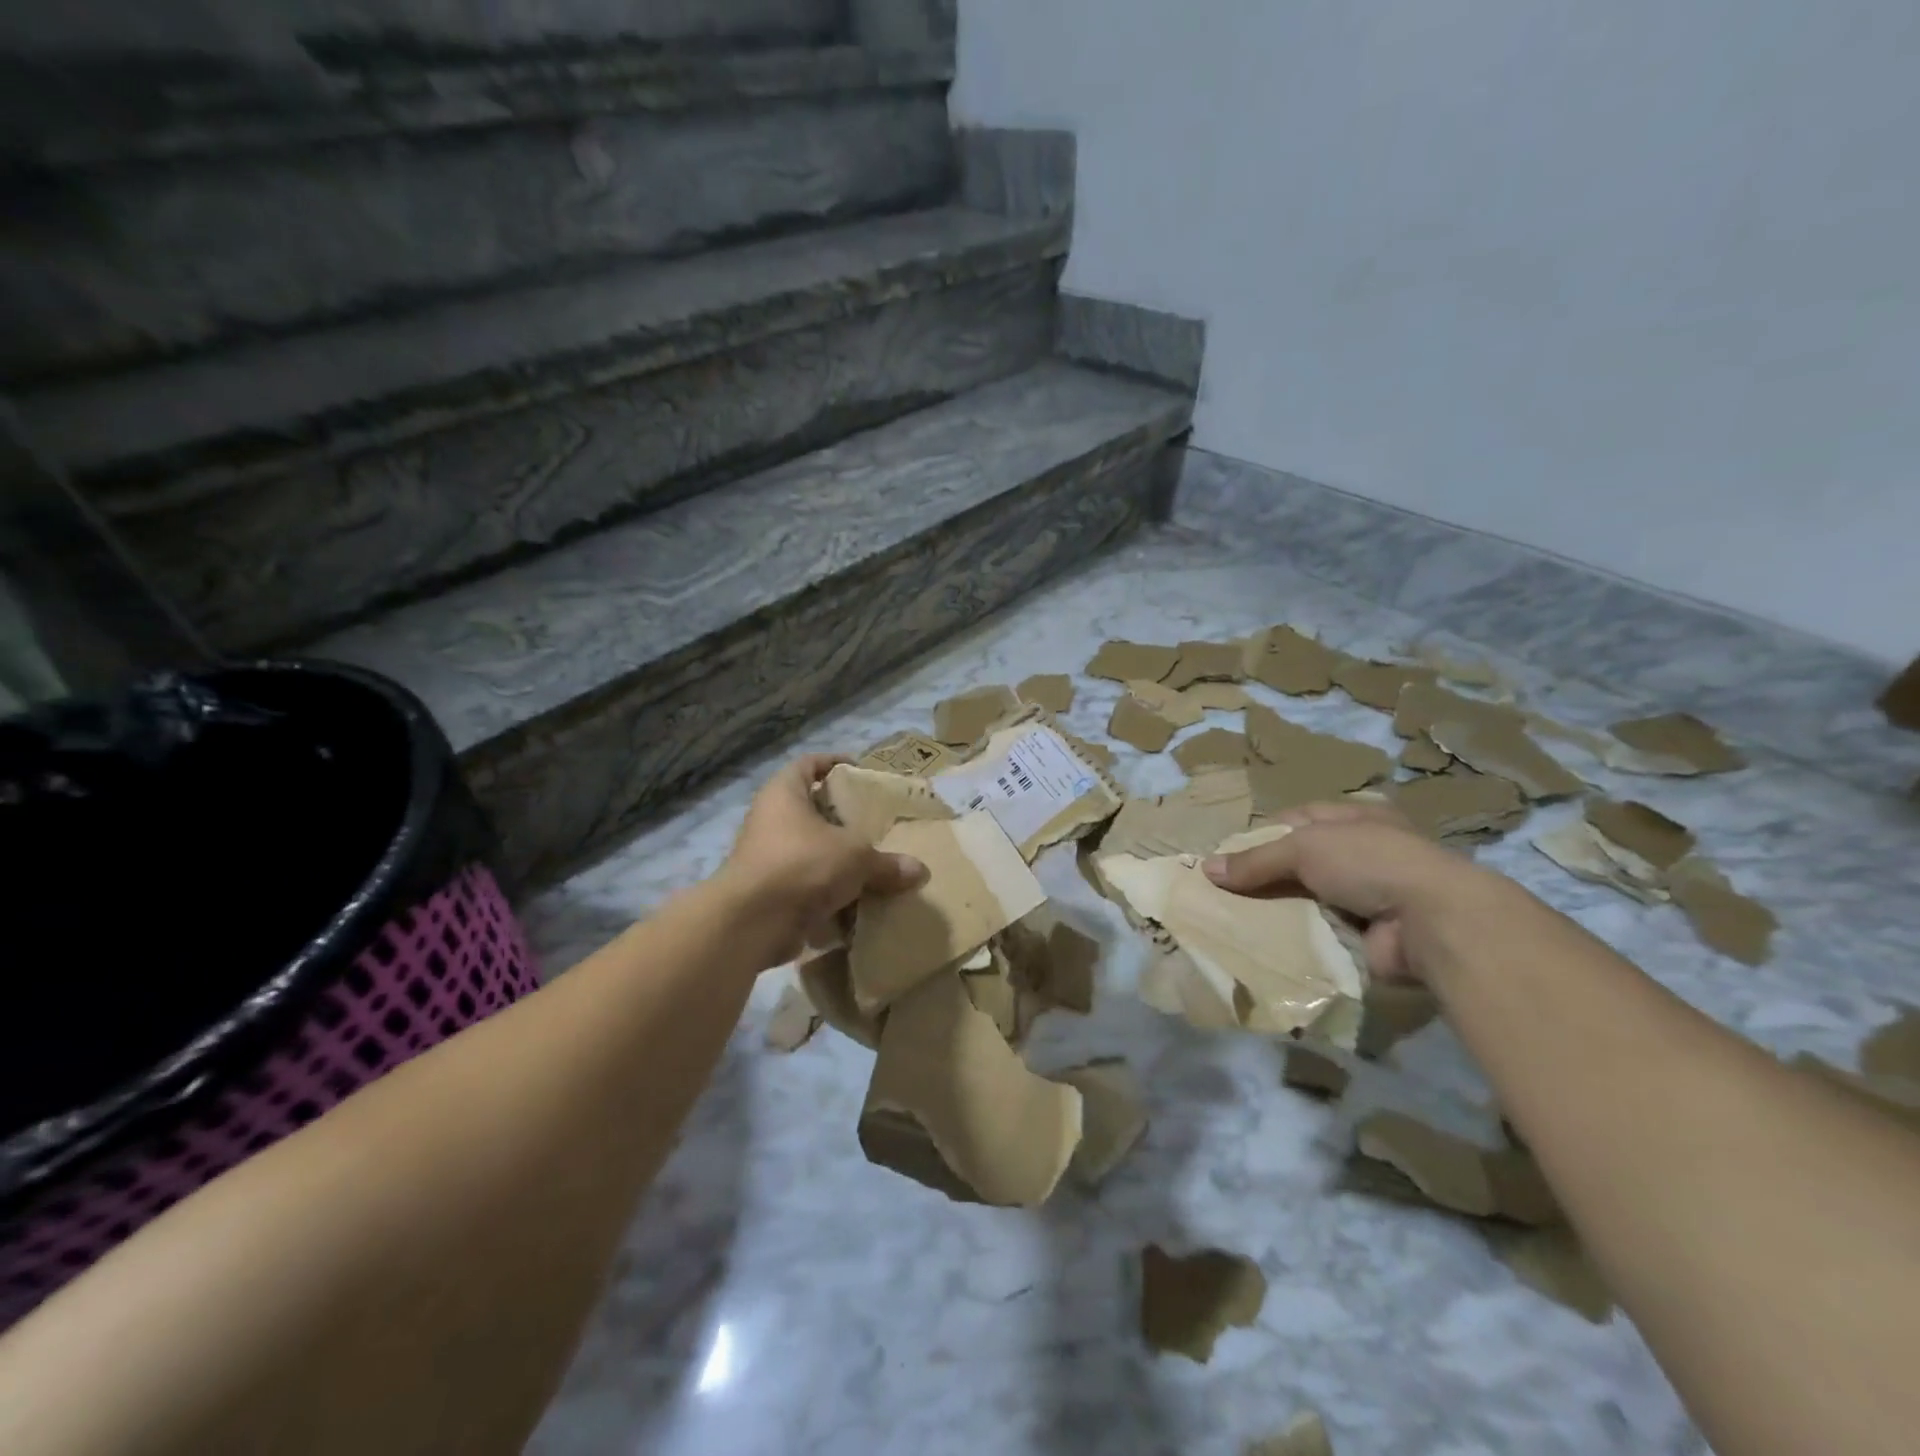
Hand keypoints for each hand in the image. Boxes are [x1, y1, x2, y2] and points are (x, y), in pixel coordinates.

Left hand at [720, 754, 928, 966]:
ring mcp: (765, 856)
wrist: (751, 923)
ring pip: (807, 848)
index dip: (834, 763)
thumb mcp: (855, 858)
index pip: (808, 764)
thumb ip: (886, 863)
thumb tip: (920, 871)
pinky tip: (855, 898)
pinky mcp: (767, 891)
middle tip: (872, 822)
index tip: (860, 772)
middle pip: (809, 808)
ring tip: (869, 862)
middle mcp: (769, 819)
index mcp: (784, 793)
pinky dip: (826, 889)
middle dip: (840, 817)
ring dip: (835, 856)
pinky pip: (803, 882)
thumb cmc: (802, 865)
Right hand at [1203, 800, 1507, 982]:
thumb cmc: (1369, 862)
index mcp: (1355, 818)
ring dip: (1279, 910)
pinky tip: (1265, 944)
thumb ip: (1256, 860)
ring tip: (1235, 921)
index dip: (1261, 836)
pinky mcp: (1369, 935)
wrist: (1432, 922)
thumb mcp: (1304, 848)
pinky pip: (1321, 933)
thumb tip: (1207, 870)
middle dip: (1265, 877)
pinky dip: (1297, 938)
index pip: (1297, 820)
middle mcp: (1363, 853)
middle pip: (1300, 862)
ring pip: (1308, 899)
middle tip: (1223, 893)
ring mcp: (1369, 896)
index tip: (1226, 856)